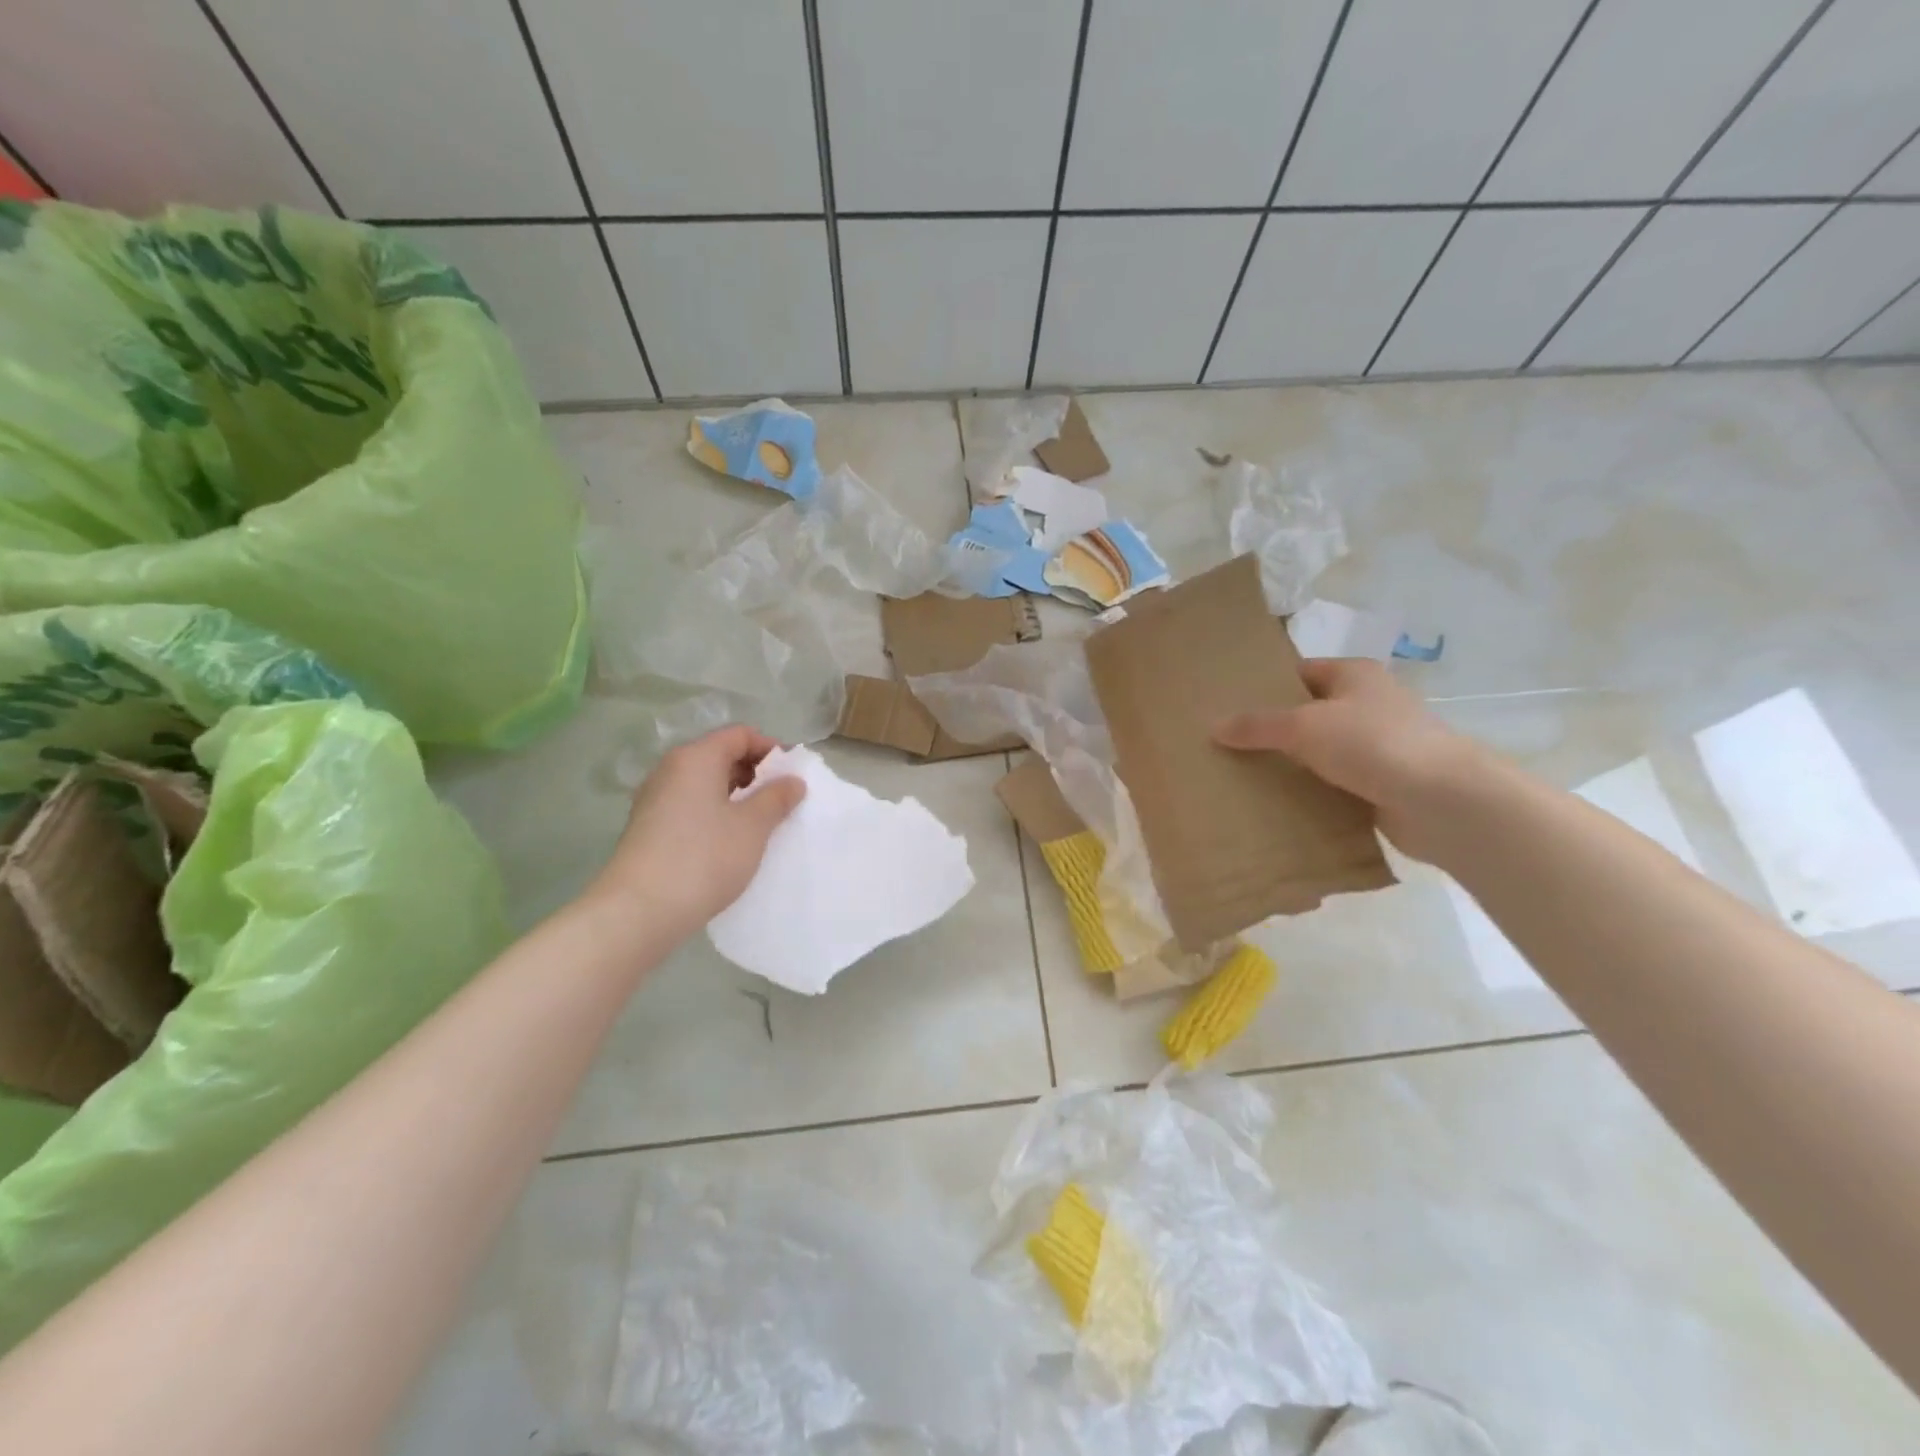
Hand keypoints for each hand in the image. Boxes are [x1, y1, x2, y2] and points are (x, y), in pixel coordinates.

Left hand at [590, 726, 804, 937]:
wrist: (640, 911)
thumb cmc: (704, 858)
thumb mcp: (753, 826)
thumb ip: (777, 797)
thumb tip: (792, 780)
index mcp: (696, 758)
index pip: (739, 735)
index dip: (771, 749)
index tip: (793, 775)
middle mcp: (670, 770)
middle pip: (720, 756)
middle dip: (755, 773)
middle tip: (782, 800)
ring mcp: (655, 799)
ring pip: (705, 784)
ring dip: (736, 796)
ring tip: (761, 823)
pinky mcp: (648, 828)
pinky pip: (690, 806)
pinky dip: (715, 813)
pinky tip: (730, 842)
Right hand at [1214, 658, 1479, 861]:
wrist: (1442, 801)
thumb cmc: (1373, 744)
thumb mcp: (1304, 726)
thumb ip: (1257, 725)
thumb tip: (1215, 727)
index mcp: (1355, 676)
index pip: (1300, 673)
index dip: (1265, 687)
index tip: (1228, 707)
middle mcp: (1369, 705)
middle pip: (1308, 713)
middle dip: (1272, 730)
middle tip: (1227, 745)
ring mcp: (1378, 747)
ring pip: (1320, 752)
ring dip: (1290, 765)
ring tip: (1243, 776)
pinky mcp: (1381, 785)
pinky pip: (1334, 785)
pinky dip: (1310, 793)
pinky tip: (1278, 805)